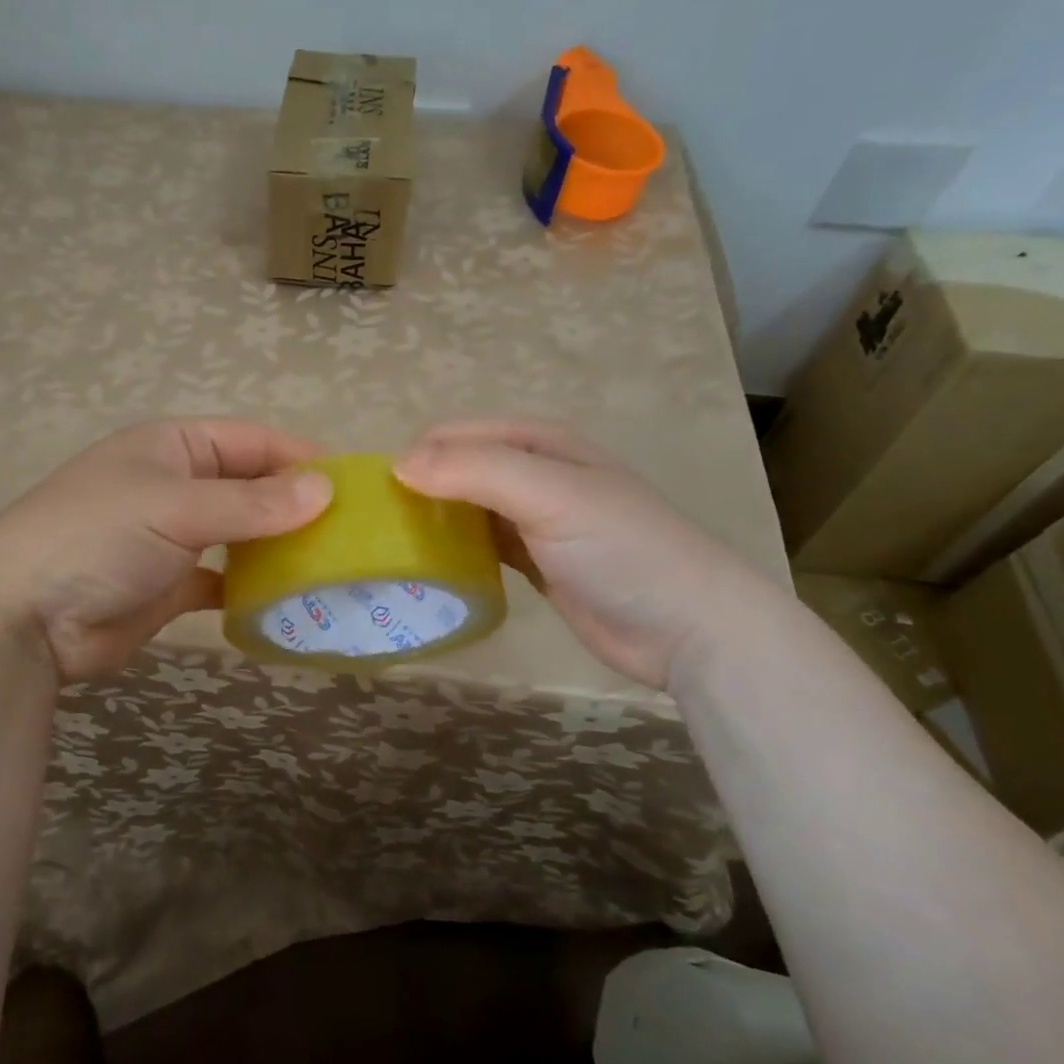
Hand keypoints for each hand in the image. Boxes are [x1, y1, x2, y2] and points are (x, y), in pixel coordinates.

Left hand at [0, 419, 331, 679]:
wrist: (23, 618)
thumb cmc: (98, 537)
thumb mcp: (176, 507)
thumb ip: (251, 503)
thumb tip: (324, 490)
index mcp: (173, 447)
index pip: (251, 440)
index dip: (300, 457)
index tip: (353, 482)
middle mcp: (176, 485)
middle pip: (250, 486)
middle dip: (296, 504)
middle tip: (353, 530)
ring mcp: (172, 537)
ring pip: (241, 534)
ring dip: (279, 546)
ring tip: (332, 564)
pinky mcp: (170, 585)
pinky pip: (224, 579)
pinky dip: (252, 587)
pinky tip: (287, 599)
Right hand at [394, 419, 778, 689]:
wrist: (688, 628)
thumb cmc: (621, 549)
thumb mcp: (550, 495)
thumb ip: (475, 472)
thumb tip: (398, 465)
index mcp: (538, 442)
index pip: (456, 435)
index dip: (415, 456)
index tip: (375, 497)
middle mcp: (533, 473)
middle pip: (457, 469)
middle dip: (418, 488)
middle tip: (378, 527)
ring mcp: (534, 519)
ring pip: (465, 508)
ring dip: (432, 521)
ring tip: (391, 548)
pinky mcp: (534, 562)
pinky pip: (480, 545)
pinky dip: (454, 551)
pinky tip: (428, 568)